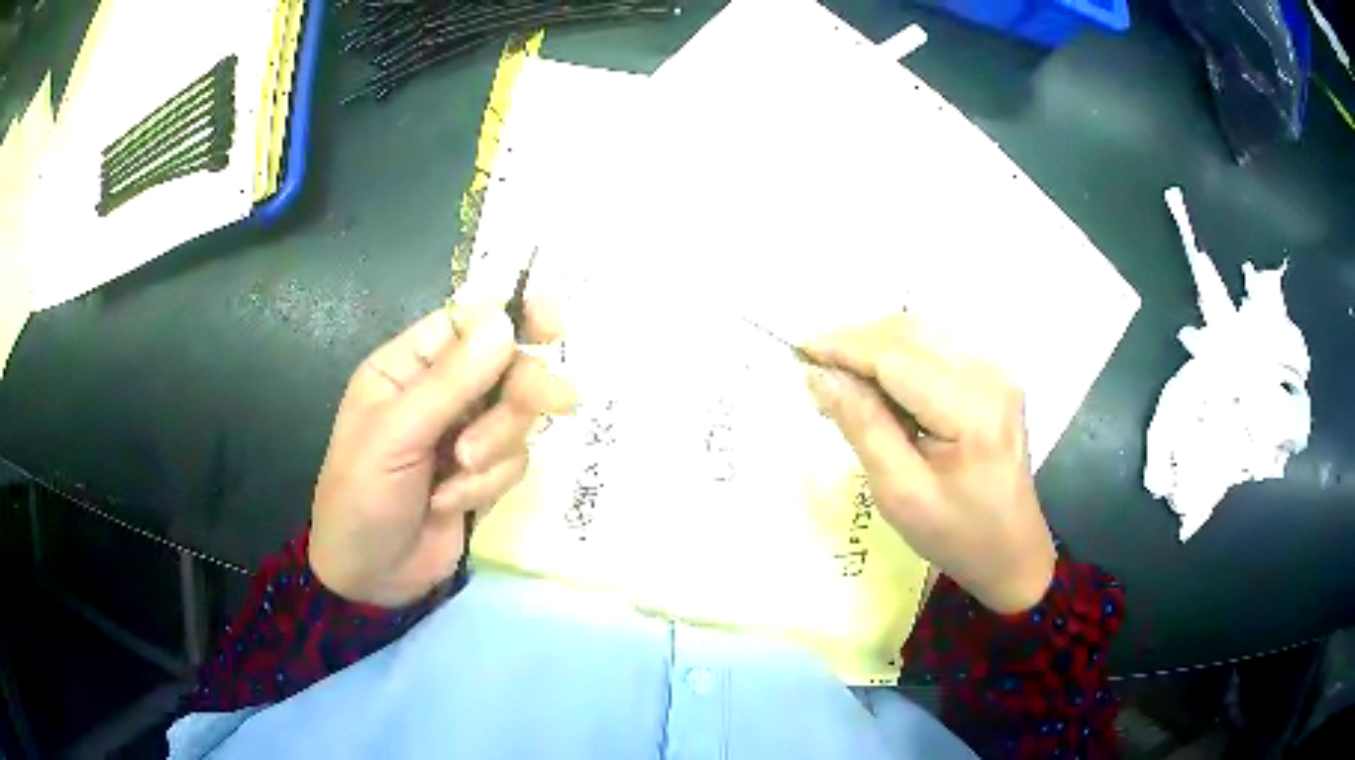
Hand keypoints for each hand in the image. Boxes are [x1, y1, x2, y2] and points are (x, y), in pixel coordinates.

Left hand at [308, 303, 574, 607]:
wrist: (370, 579)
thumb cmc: (361, 497)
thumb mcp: (395, 436)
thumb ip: (449, 383)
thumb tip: (503, 323)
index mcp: (405, 367)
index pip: (466, 323)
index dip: (512, 316)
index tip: (554, 324)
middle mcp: (439, 394)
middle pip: (505, 368)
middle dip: (522, 391)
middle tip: (557, 402)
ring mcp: (464, 435)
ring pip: (516, 418)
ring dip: (494, 448)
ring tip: (456, 473)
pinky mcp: (483, 475)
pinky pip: (514, 461)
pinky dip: (487, 483)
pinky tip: (450, 502)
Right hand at [803, 315, 1055, 613]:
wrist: (1012, 551)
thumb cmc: (956, 534)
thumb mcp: (900, 493)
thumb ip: (862, 426)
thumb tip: (821, 375)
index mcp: (971, 408)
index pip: (896, 355)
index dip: (844, 346)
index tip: (798, 349)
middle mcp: (988, 375)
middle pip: (909, 334)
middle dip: (856, 344)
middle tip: (816, 373)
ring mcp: (996, 373)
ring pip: (922, 335)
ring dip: (875, 348)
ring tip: (842, 381)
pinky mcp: (993, 378)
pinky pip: (936, 350)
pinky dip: (899, 357)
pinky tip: (880, 386)